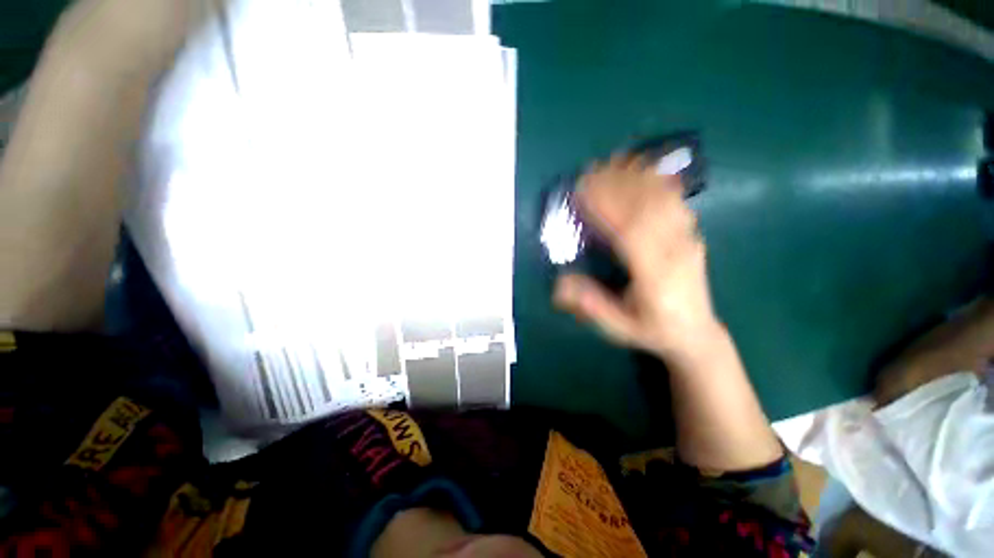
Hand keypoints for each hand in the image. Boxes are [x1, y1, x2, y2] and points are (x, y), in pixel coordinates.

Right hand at [553, 156, 719, 359]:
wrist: (696, 333)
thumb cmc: (652, 330)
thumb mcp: (619, 328)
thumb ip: (592, 307)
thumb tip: (560, 284)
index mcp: (656, 275)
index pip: (630, 231)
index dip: (606, 207)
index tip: (582, 191)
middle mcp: (675, 251)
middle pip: (646, 207)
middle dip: (616, 185)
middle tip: (589, 171)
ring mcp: (687, 239)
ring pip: (662, 199)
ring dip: (634, 177)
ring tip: (610, 162)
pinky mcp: (690, 234)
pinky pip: (675, 200)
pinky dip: (656, 180)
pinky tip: (641, 167)